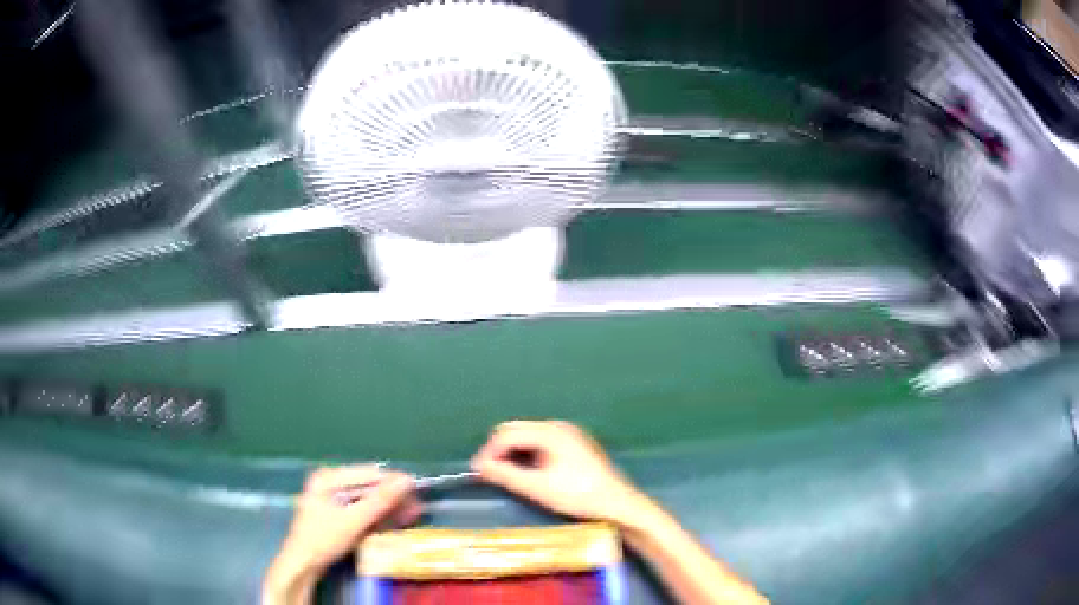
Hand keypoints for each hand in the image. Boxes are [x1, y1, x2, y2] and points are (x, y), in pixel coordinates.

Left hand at [263, 466, 421, 604]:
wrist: (303, 564)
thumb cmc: (323, 539)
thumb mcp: (353, 520)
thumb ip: (380, 501)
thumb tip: (406, 481)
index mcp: (328, 478)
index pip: (367, 474)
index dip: (393, 481)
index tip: (417, 489)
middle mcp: (330, 484)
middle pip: (368, 487)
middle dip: (393, 497)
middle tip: (417, 505)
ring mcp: (332, 500)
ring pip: (367, 500)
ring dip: (389, 507)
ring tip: (413, 513)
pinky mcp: (337, 515)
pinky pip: (362, 510)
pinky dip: (379, 516)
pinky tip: (396, 520)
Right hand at [471, 421, 651, 527]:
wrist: (618, 503)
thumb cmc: (578, 495)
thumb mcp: (537, 487)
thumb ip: (505, 475)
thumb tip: (478, 466)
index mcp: (550, 431)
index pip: (508, 434)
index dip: (489, 451)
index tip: (476, 471)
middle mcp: (558, 426)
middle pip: (517, 430)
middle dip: (499, 450)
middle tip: (488, 473)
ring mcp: (569, 434)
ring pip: (529, 436)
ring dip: (513, 452)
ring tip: (505, 475)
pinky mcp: (574, 445)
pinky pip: (542, 442)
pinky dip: (528, 454)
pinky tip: (527, 472)